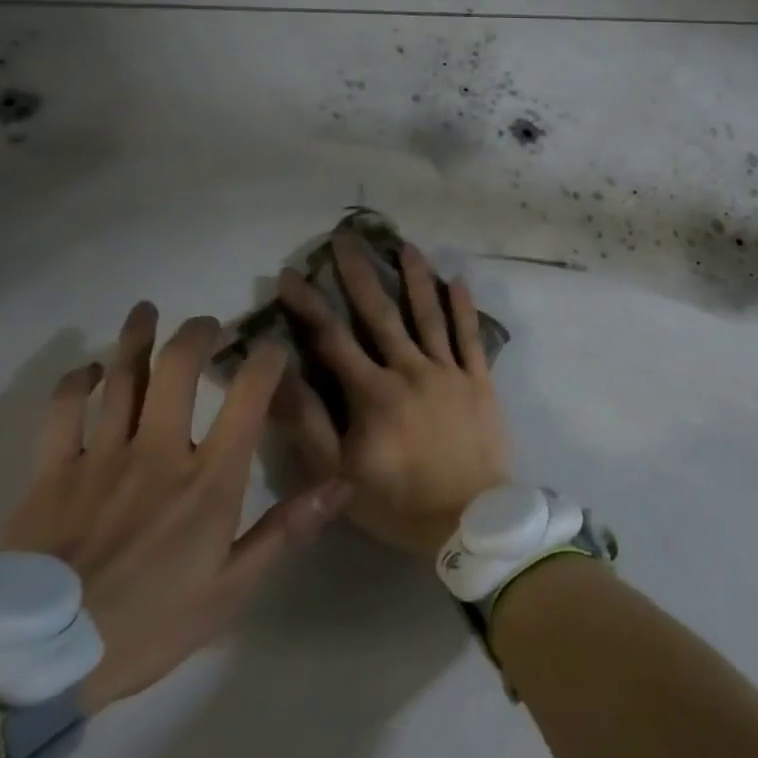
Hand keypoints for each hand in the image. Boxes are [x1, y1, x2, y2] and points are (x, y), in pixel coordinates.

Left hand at [0, 302, 350, 713]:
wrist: (32, 664)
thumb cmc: (148, 625)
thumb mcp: (231, 589)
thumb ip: (286, 529)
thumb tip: (342, 484)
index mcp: (209, 479)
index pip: (248, 398)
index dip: (265, 361)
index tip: (273, 345)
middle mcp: (159, 452)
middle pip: (177, 370)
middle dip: (196, 335)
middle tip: (208, 323)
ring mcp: (100, 458)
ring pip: (120, 379)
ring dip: (136, 339)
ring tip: (146, 311)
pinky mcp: (50, 475)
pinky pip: (62, 413)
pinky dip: (75, 384)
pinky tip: (87, 370)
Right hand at [272, 233, 510, 559]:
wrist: (469, 518)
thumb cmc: (398, 502)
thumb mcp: (337, 475)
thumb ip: (308, 424)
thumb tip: (278, 376)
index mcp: (373, 393)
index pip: (332, 339)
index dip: (308, 305)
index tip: (289, 274)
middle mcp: (411, 370)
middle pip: (382, 314)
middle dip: (360, 274)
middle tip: (346, 238)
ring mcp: (449, 371)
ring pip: (430, 315)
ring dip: (416, 278)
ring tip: (405, 246)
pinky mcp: (480, 379)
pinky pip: (471, 336)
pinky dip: (464, 307)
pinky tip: (458, 280)